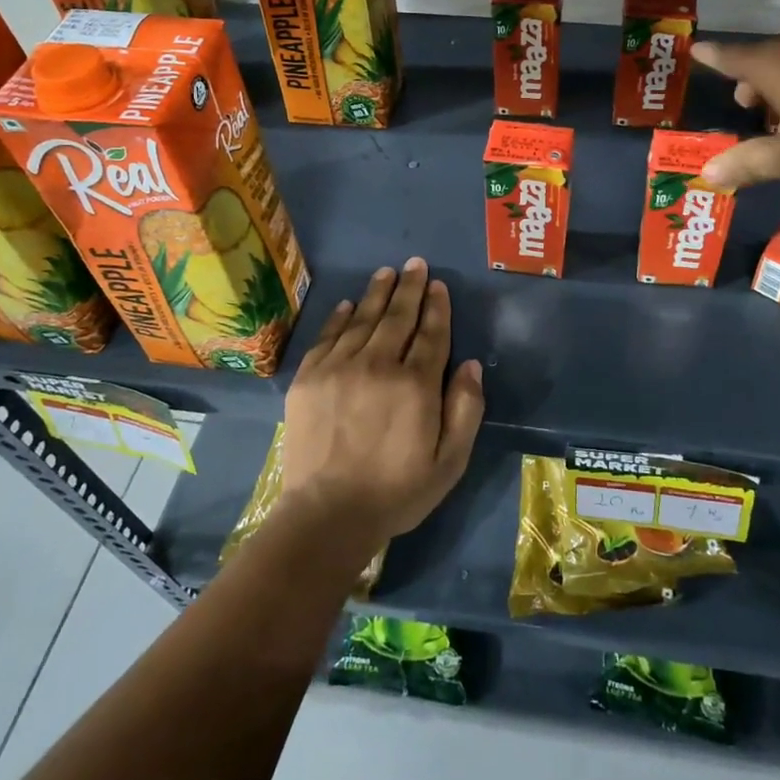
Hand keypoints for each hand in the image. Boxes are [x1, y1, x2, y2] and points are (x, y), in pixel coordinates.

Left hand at [277, 258, 484, 562]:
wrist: (327, 515)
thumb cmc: (397, 492)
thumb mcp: (450, 461)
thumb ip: (466, 409)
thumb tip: (471, 364)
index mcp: (416, 384)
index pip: (431, 333)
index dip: (437, 307)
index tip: (439, 285)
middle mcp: (378, 365)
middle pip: (397, 317)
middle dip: (410, 288)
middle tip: (415, 264)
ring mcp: (339, 368)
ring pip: (362, 319)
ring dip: (377, 293)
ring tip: (387, 273)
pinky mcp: (309, 378)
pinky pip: (327, 336)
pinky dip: (339, 317)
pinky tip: (347, 304)